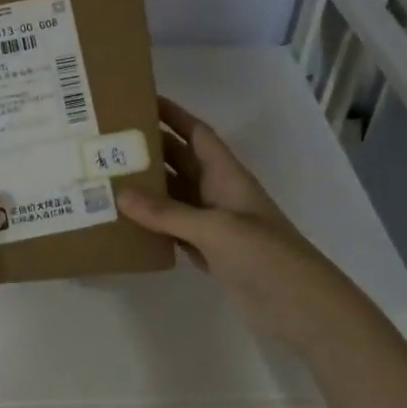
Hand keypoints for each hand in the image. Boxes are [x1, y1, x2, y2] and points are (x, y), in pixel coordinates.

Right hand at [116, 97, 354, 350]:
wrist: (300, 307)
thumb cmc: (265, 255)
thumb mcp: (215, 228)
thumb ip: (168, 212)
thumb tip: (120, 193)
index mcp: (227, 175)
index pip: (197, 134)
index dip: (173, 115)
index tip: (140, 101)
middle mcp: (218, 193)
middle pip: (180, 162)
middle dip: (150, 150)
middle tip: (108, 141)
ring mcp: (214, 224)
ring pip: (174, 196)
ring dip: (147, 188)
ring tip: (106, 178)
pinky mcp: (208, 252)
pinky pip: (173, 228)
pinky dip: (151, 223)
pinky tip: (124, 222)